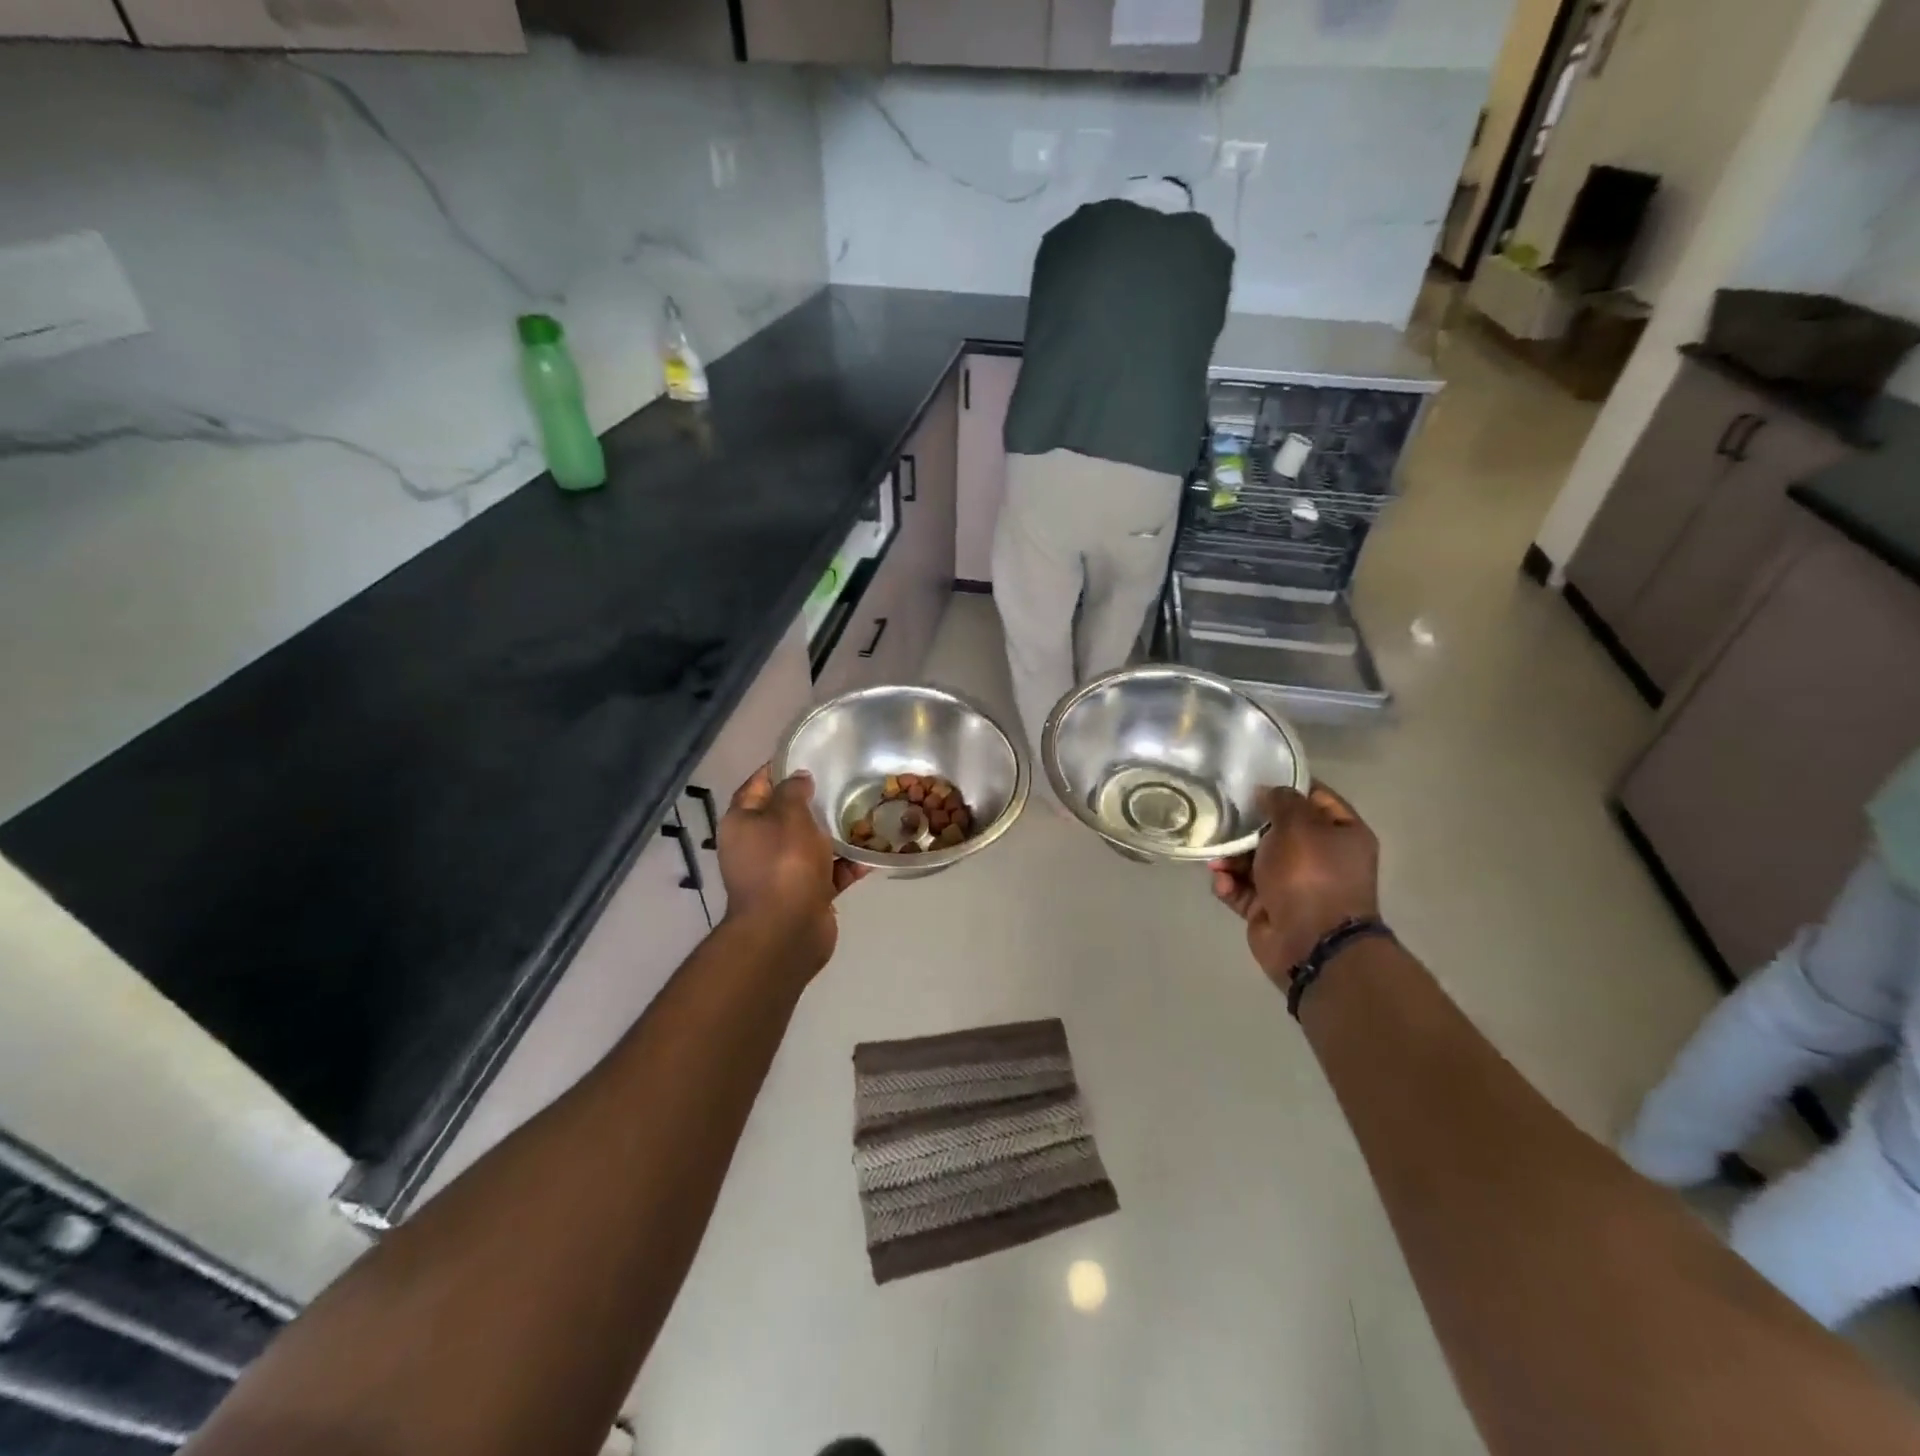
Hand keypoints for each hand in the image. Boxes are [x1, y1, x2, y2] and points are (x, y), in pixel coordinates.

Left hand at [717, 766, 865, 978]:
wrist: (787, 930)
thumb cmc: (784, 863)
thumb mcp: (789, 816)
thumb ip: (794, 792)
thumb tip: (799, 778)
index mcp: (743, 824)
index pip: (757, 786)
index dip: (778, 770)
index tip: (805, 757)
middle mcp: (756, 847)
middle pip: (786, 818)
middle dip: (813, 804)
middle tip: (842, 785)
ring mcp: (780, 874)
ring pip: (810, 846)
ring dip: (835, 836)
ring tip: (864, 817)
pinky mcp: (804, 895)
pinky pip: (828, 873)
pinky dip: (846, 866)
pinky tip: (871, 855)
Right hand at [1210, 784, 1379, 988]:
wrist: (1311, 943)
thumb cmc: (1310, 874)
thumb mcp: (1298, 824)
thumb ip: (1281, 801)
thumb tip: (1267, 792)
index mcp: (1343, 835)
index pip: (1316, 798)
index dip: (1287, 786)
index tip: (1254, 779)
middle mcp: (1322, 859)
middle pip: (1279, 831)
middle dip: (1249, 826)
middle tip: (1223, 817)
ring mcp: (1295, 887)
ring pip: (1256, 861)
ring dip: (1232, 858)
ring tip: (1216, 858)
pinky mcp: (1270, 909)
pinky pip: (1244, 890)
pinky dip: (1230, 885)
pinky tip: (1221, 882)